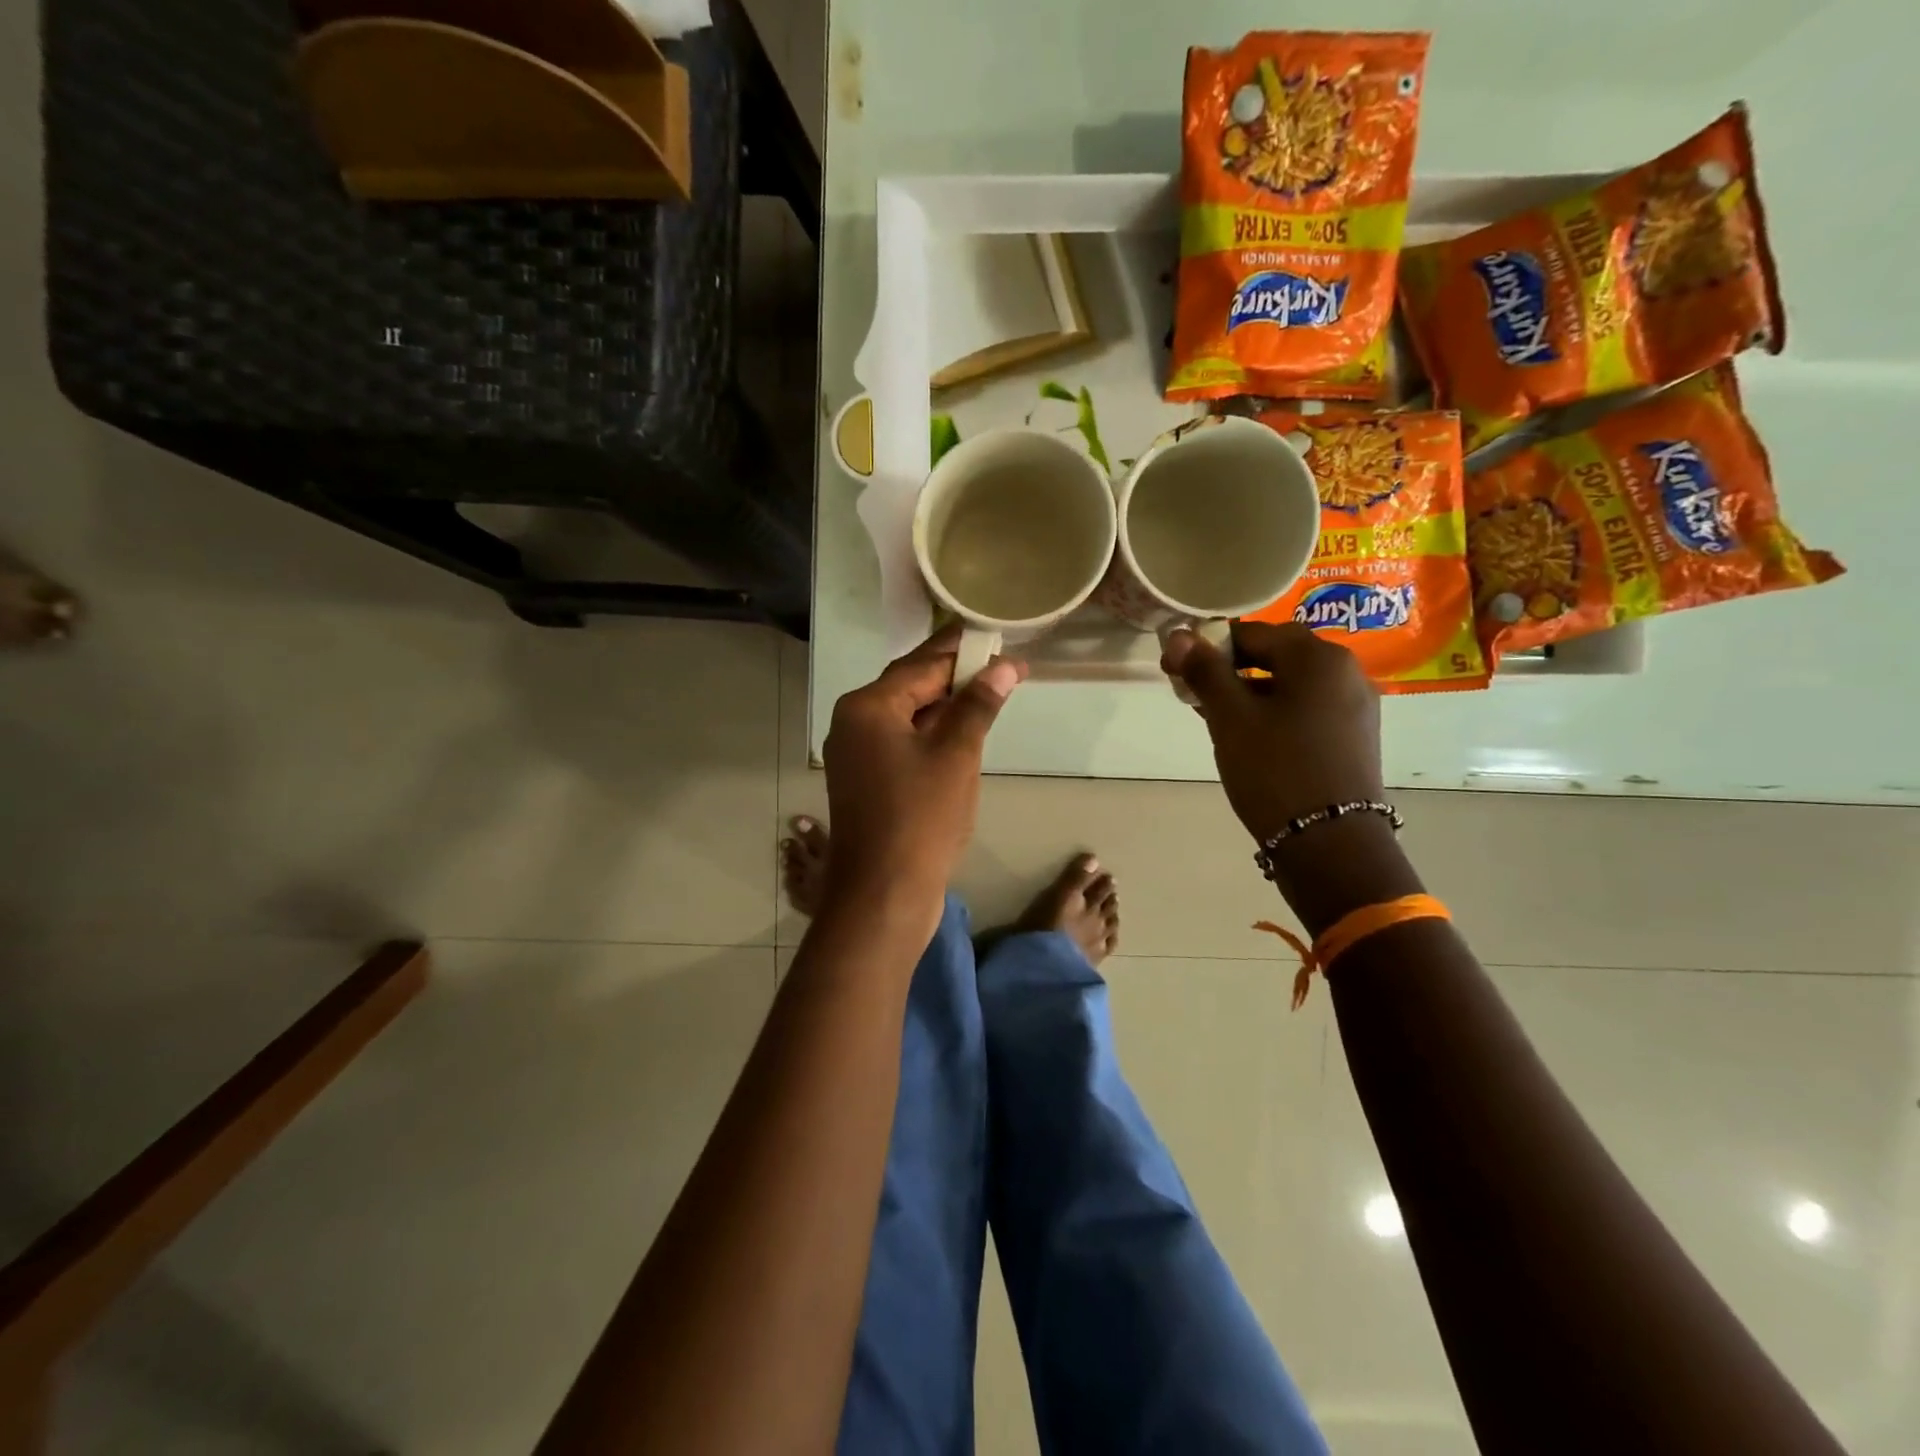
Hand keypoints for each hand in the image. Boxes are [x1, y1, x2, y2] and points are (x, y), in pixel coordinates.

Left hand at [822, 627, 1026, 913]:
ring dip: (946, 705)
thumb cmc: (920, 818)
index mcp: (867, 707)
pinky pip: (902, 742)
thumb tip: (1003, 666)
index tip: (999, 640)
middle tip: (1000, 664)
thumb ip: (977, 705)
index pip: (922, 665)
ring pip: (907, 716)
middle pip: (910, 686)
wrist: (883, 894)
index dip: (964, 652)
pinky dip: (932, 734)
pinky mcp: (866, 780)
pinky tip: (962, 731)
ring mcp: (856, 754)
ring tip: (989, 691)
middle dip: (955, 676)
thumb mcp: (956, 755)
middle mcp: (853, 722)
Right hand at [1162, 621, 1383, 841]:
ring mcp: (1356, 705)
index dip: (1209, 648)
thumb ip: (1204, 672)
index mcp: (1318, 657)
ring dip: (1251, 692)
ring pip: (1291, 684)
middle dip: (1231, 670)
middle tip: (1196, 696)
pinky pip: (1307, 708)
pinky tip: (1252, 738)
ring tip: (1218, 721)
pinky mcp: (1355, 736)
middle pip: (1276, 655)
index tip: (1177, 671)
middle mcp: (1346, 671)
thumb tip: (1178, 635)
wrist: (1330, 843)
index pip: (1252, 633)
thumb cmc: (1275, 770)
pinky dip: (1276, 712)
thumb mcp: (1231, 718)